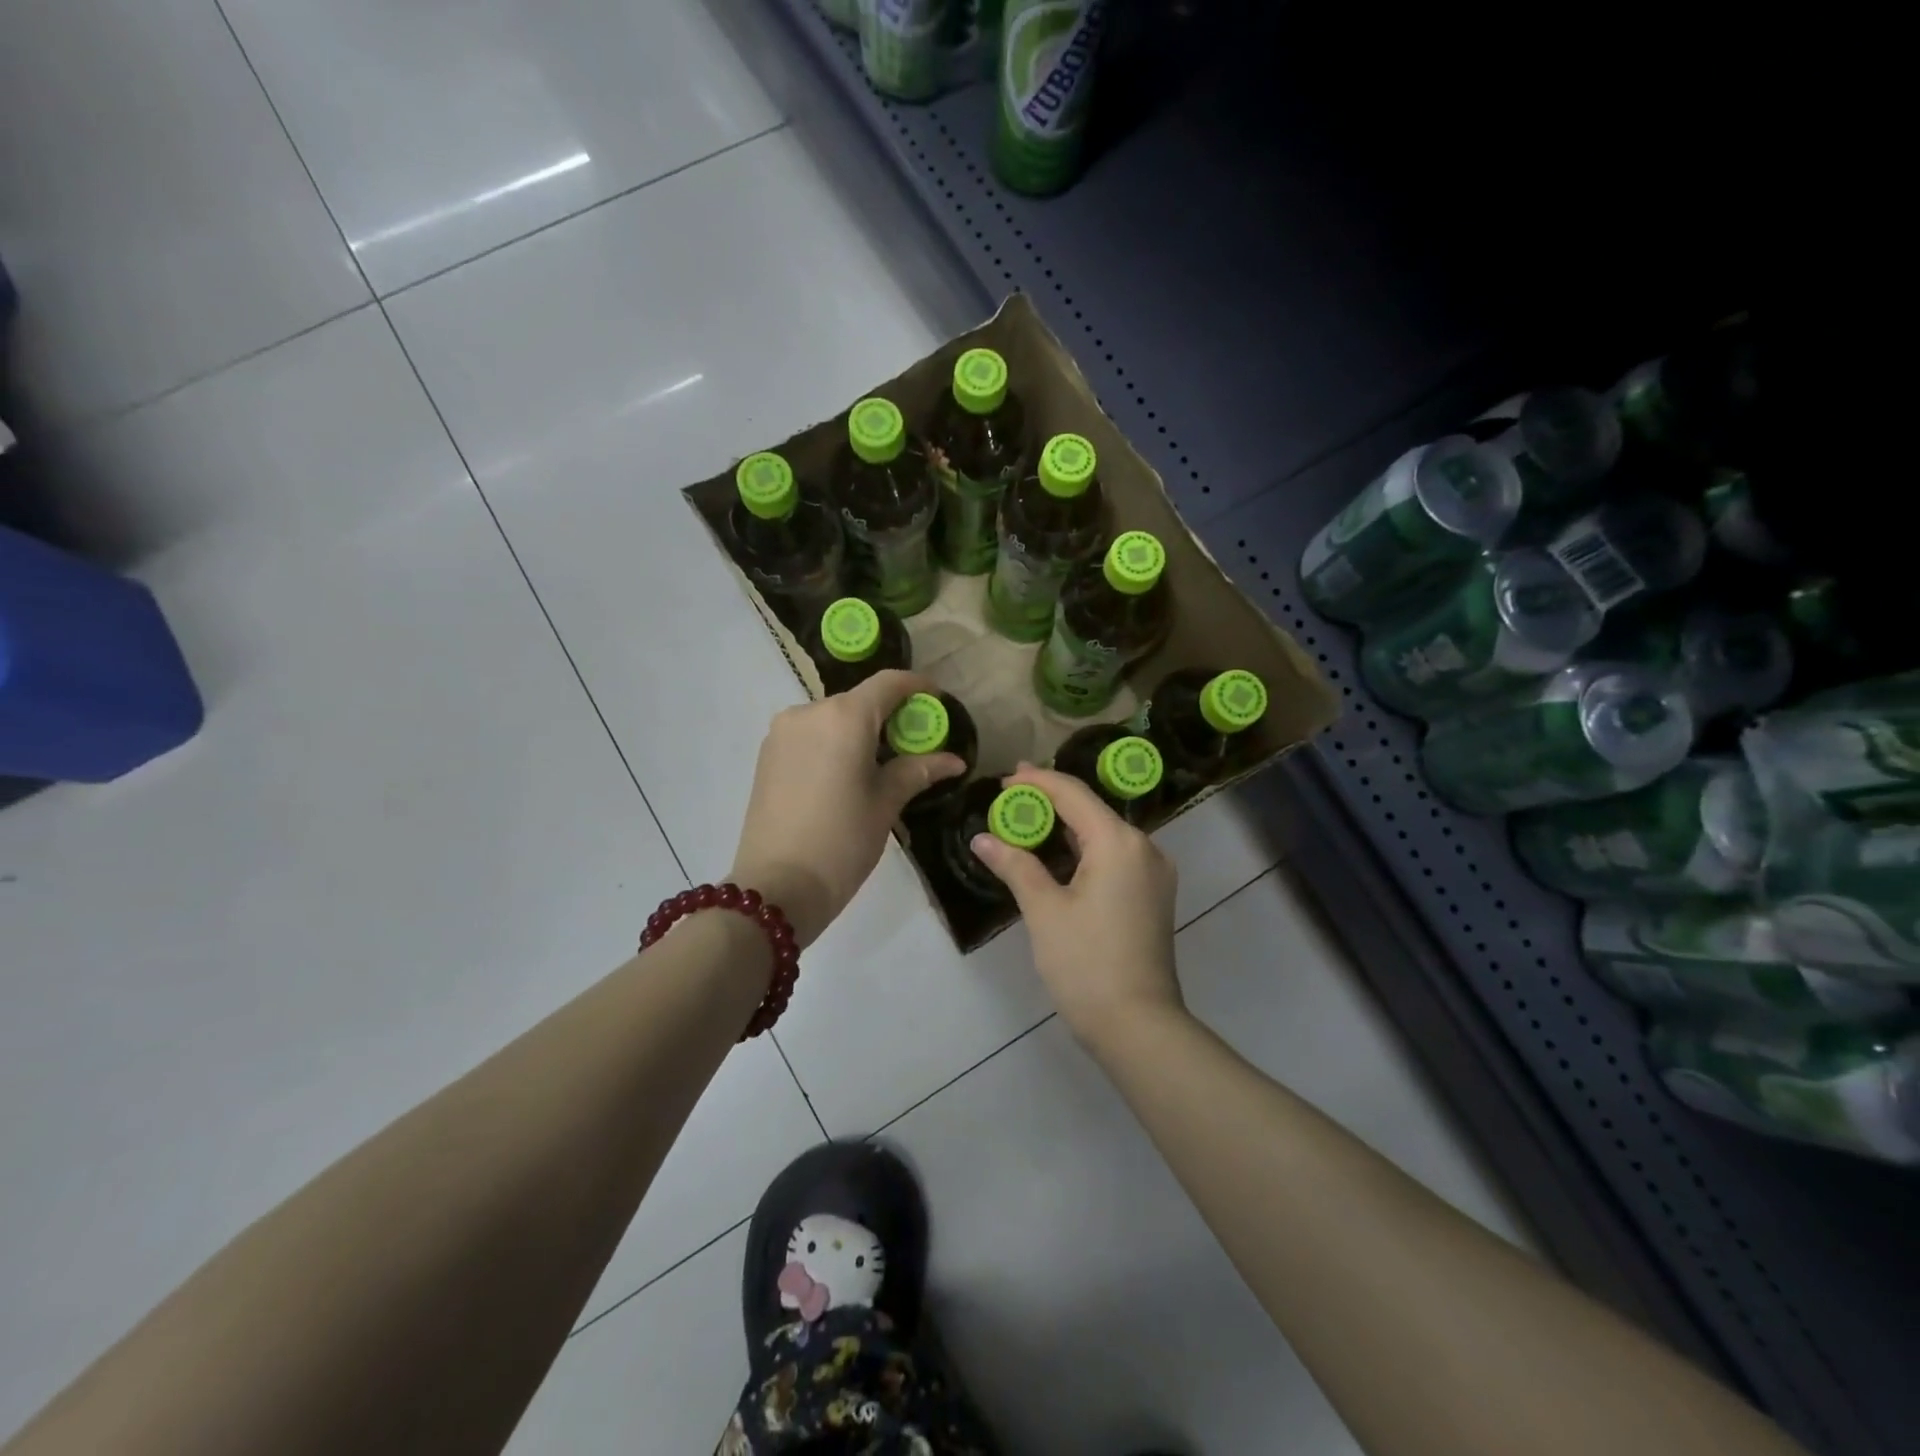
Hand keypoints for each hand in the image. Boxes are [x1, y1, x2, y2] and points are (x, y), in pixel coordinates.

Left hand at [729, 671, 964, 947]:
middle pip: (859, 700)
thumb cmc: (842, 842)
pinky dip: (834, 742)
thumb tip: (954, 761)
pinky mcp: (767, 754)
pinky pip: (810, 734)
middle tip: (915, 742)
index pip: (888, 683)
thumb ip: (918, 771)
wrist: (777, 887)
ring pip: (833, 717)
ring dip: (860, 730)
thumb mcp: (885, 804)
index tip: (938, 701)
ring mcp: (783, 732)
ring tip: (882, 763)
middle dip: (890, 714)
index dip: (917, 686)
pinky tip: (847, 772)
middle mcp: (809, 712)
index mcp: (844, 717)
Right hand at [969, 763, 1183, 1045]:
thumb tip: (982, 839)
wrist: (1138, 1026)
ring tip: (1026, 821)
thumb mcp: (1043, 911)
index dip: (1037, 782)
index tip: (1003, 780)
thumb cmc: (1085, 964)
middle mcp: (1144, 848)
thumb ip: (1015, 865)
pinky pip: (1114, 856)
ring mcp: (1153, 873)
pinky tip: (1056, 855)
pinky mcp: (1152, 895)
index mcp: (1119, 842)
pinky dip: (1084, 850)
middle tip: (1010, 796)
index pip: (1073, 793)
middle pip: (1091, 810)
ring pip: (1104, 834)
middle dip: (1050, 801)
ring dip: (1067, 826)